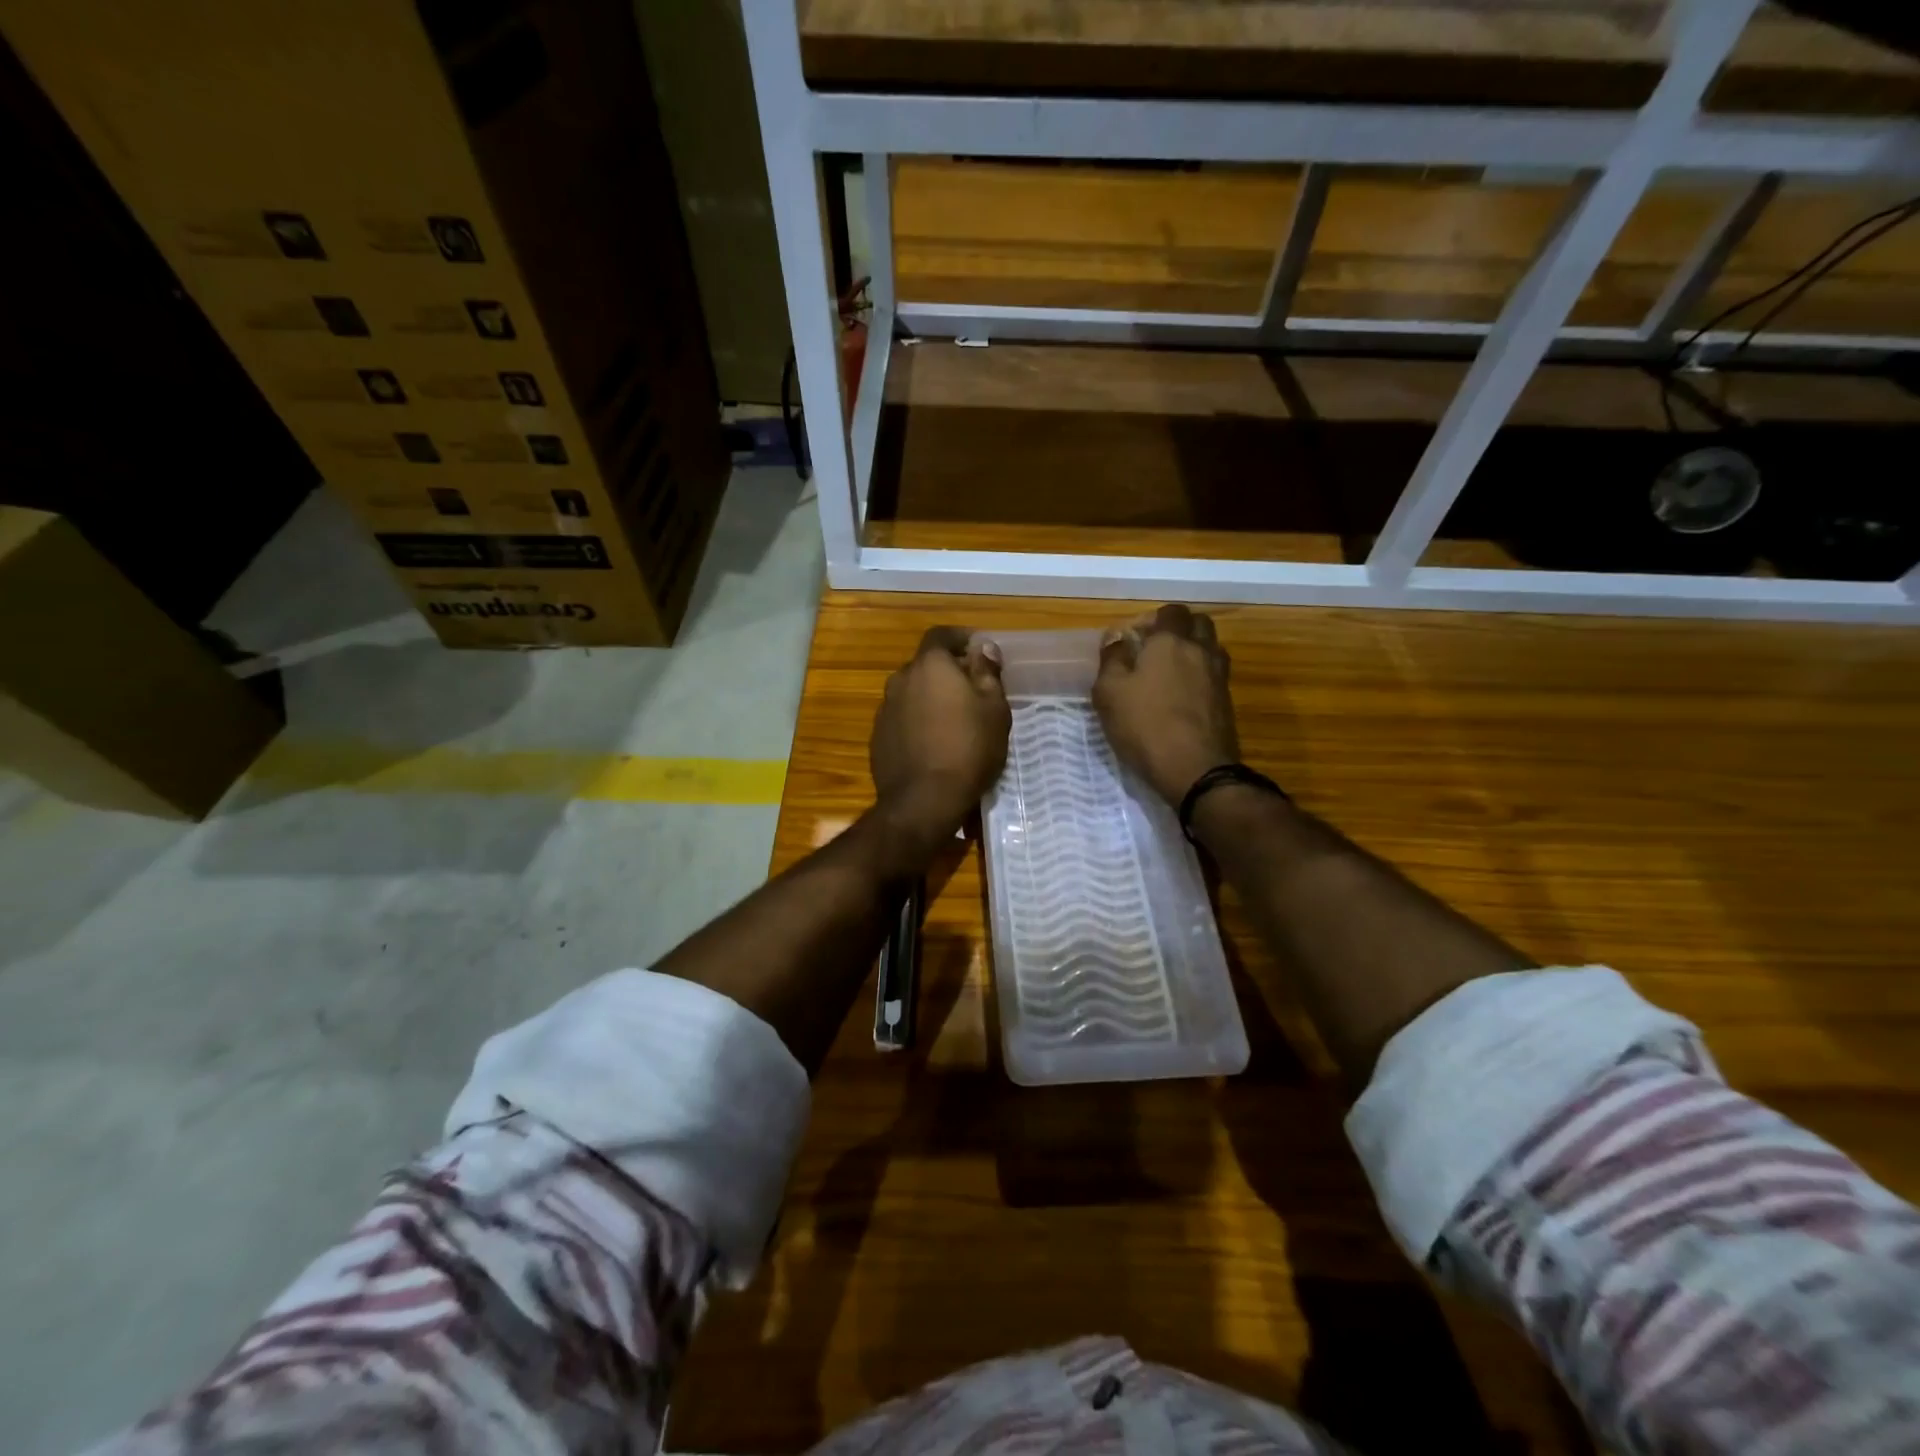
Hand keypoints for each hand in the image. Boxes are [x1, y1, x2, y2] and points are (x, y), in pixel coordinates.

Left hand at [870, 627, 1010, 840]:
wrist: (924, 800)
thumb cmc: (968, 749)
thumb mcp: (994, 709)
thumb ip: (987, 672)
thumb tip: (982, 647)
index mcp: (929, 665)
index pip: (941, 635)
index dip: (960, 638)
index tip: (977, 649)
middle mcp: (900, 679)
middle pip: (925, 665)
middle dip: (947, 671)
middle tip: (972, 690)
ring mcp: (885, 709)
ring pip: (912, 693)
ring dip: (930, 698)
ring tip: (953, 720)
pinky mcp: (877, 737)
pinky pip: (902, 718)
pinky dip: (917, 721)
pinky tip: (933, 743)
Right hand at [1093, 604, 1237, 806]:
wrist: (1196, 770)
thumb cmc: (1145, 726)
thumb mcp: (1109, 693)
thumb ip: (1112, 660)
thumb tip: (1116, 639)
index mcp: (1171, 642)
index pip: (1170, 612)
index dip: (1152, 619)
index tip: (1134, 639)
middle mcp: (1201, 651)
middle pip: (1198, 624)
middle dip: (1178, 630)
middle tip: (1155, 651)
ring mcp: (1219, 677)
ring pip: (1210, 649)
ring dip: (1192, 653)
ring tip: (1168, 675)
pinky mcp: (1227, 703)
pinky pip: (1214, 676)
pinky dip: (1200, 678)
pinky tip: (1181, 699)